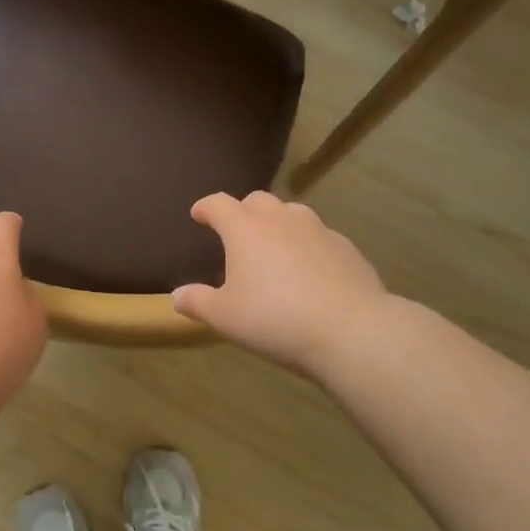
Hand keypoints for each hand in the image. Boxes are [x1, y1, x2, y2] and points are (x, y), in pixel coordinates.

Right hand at [173, 192, 392, 378]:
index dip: (206, 208)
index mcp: (245, 229)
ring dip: (278, 223)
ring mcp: (318, 230)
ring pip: (292, 213)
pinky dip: (307, 245)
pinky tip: (310, 270)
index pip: (219, 204)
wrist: (351, 330)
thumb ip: (198, 302)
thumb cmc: (275, 319)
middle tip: (237, 232)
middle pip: (257, 200)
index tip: (198, 215)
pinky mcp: (347, 248)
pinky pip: (320, 237)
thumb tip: (177, 296)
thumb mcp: (225, 317)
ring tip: (274, 247)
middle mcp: (281, 219)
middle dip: (243, 211)